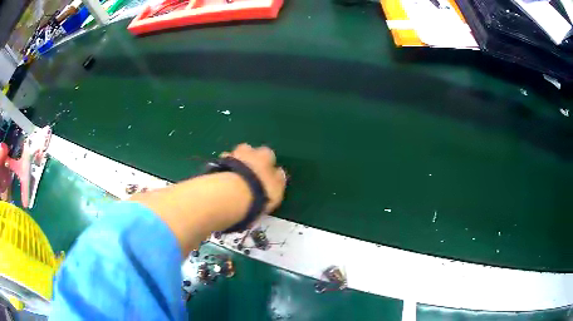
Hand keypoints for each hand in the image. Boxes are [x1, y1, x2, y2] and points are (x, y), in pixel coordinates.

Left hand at [221, 144, 286, 214]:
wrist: (231, 194)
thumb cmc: (260, 192)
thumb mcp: (277, 190)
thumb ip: (278, 179)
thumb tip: (279, 173)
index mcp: (265, 156)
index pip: (269, 154)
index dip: (268, 163)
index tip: (266, 172)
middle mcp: (248, 151)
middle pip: (249, 149)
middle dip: (248, 157)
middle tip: (248, 171)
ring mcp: (230, 156)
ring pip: (233, 155)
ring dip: (234, 162)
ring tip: (234, 177)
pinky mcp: (215, 165)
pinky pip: (221, 165)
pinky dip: (223, 170)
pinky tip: (223, 179)